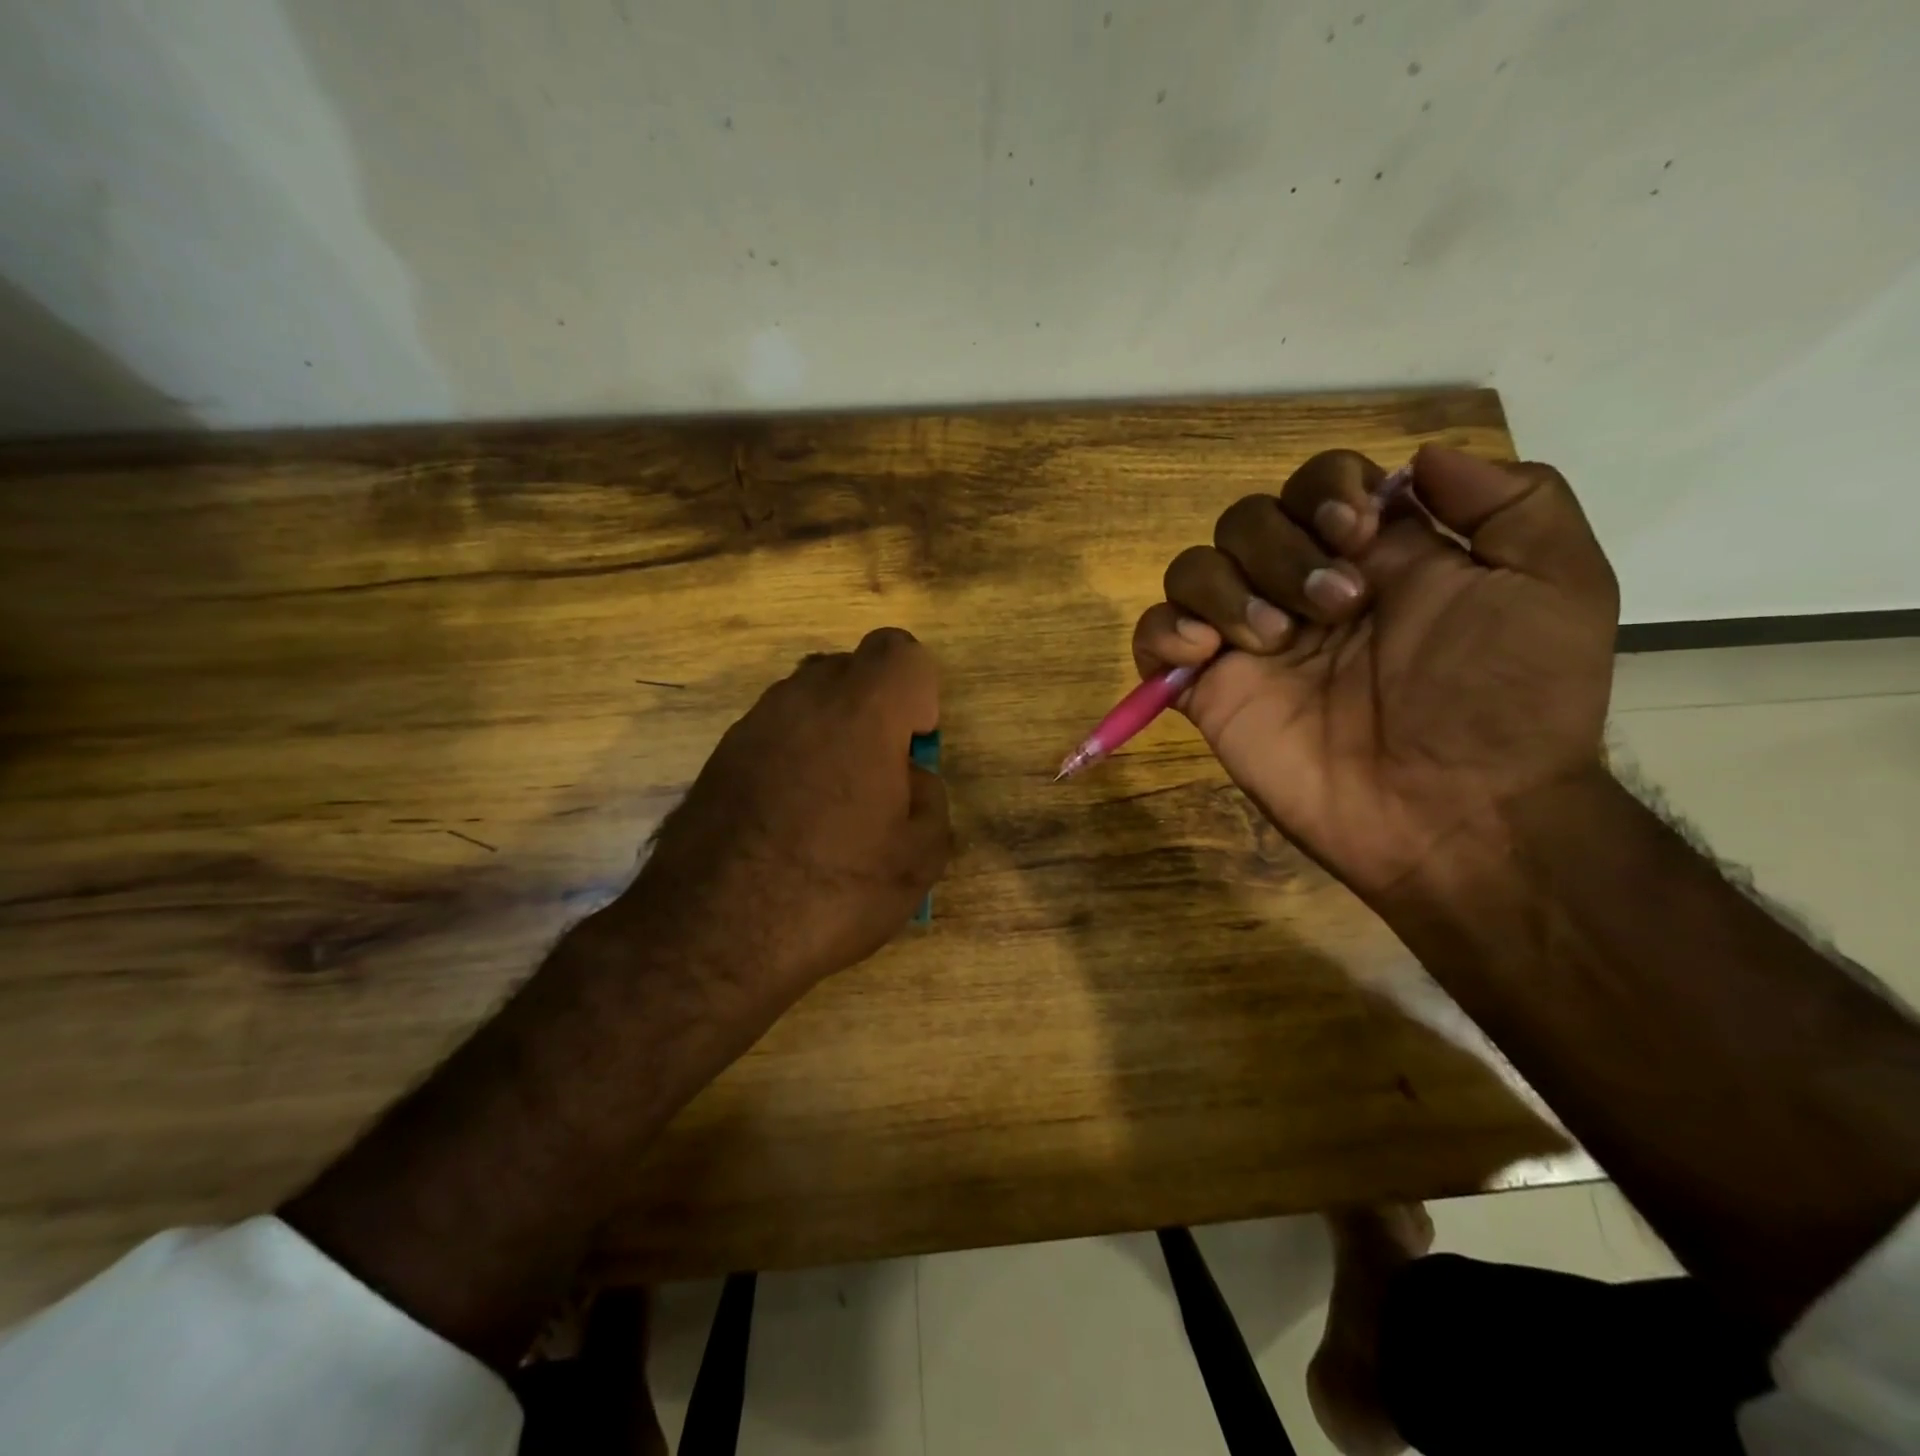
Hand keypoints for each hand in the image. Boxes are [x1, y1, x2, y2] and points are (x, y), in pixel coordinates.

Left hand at [610, 627, 949, 1022]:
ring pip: (808, 701)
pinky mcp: (718, 757)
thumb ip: (931, 798)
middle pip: (851, 669)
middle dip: (876, 708)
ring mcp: (751, 726)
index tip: (913, 746)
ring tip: (834, 804)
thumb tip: (910, 778)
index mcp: (861, 710)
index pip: (900, 651)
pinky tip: (791, 820)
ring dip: (833, 733)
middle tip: (881, 775)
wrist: (712, 934)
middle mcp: (802, 700)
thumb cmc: (833, 890)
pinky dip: (794, 757)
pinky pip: (773, 735)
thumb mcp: (920, 857)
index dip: (919, 691)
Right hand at [1132, 446, 1617, 901]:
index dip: (1325, 488)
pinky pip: (1153, 636)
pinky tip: (1205, 651)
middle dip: (1283, 548)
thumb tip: (1417, 461)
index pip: (1317, 484)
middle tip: (1338, 609)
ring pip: (1194, 568)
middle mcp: (1303, 591)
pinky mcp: (1210, 691)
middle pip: (1247, 519)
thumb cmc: (1509, 704)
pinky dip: (1164, 628)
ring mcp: (1251, 644)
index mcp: (1376, 558)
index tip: (1358, 532)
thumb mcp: (1557, 584)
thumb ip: (1512, 500)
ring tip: (1276, 641)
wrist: (1457, 814)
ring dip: (1228, 587)